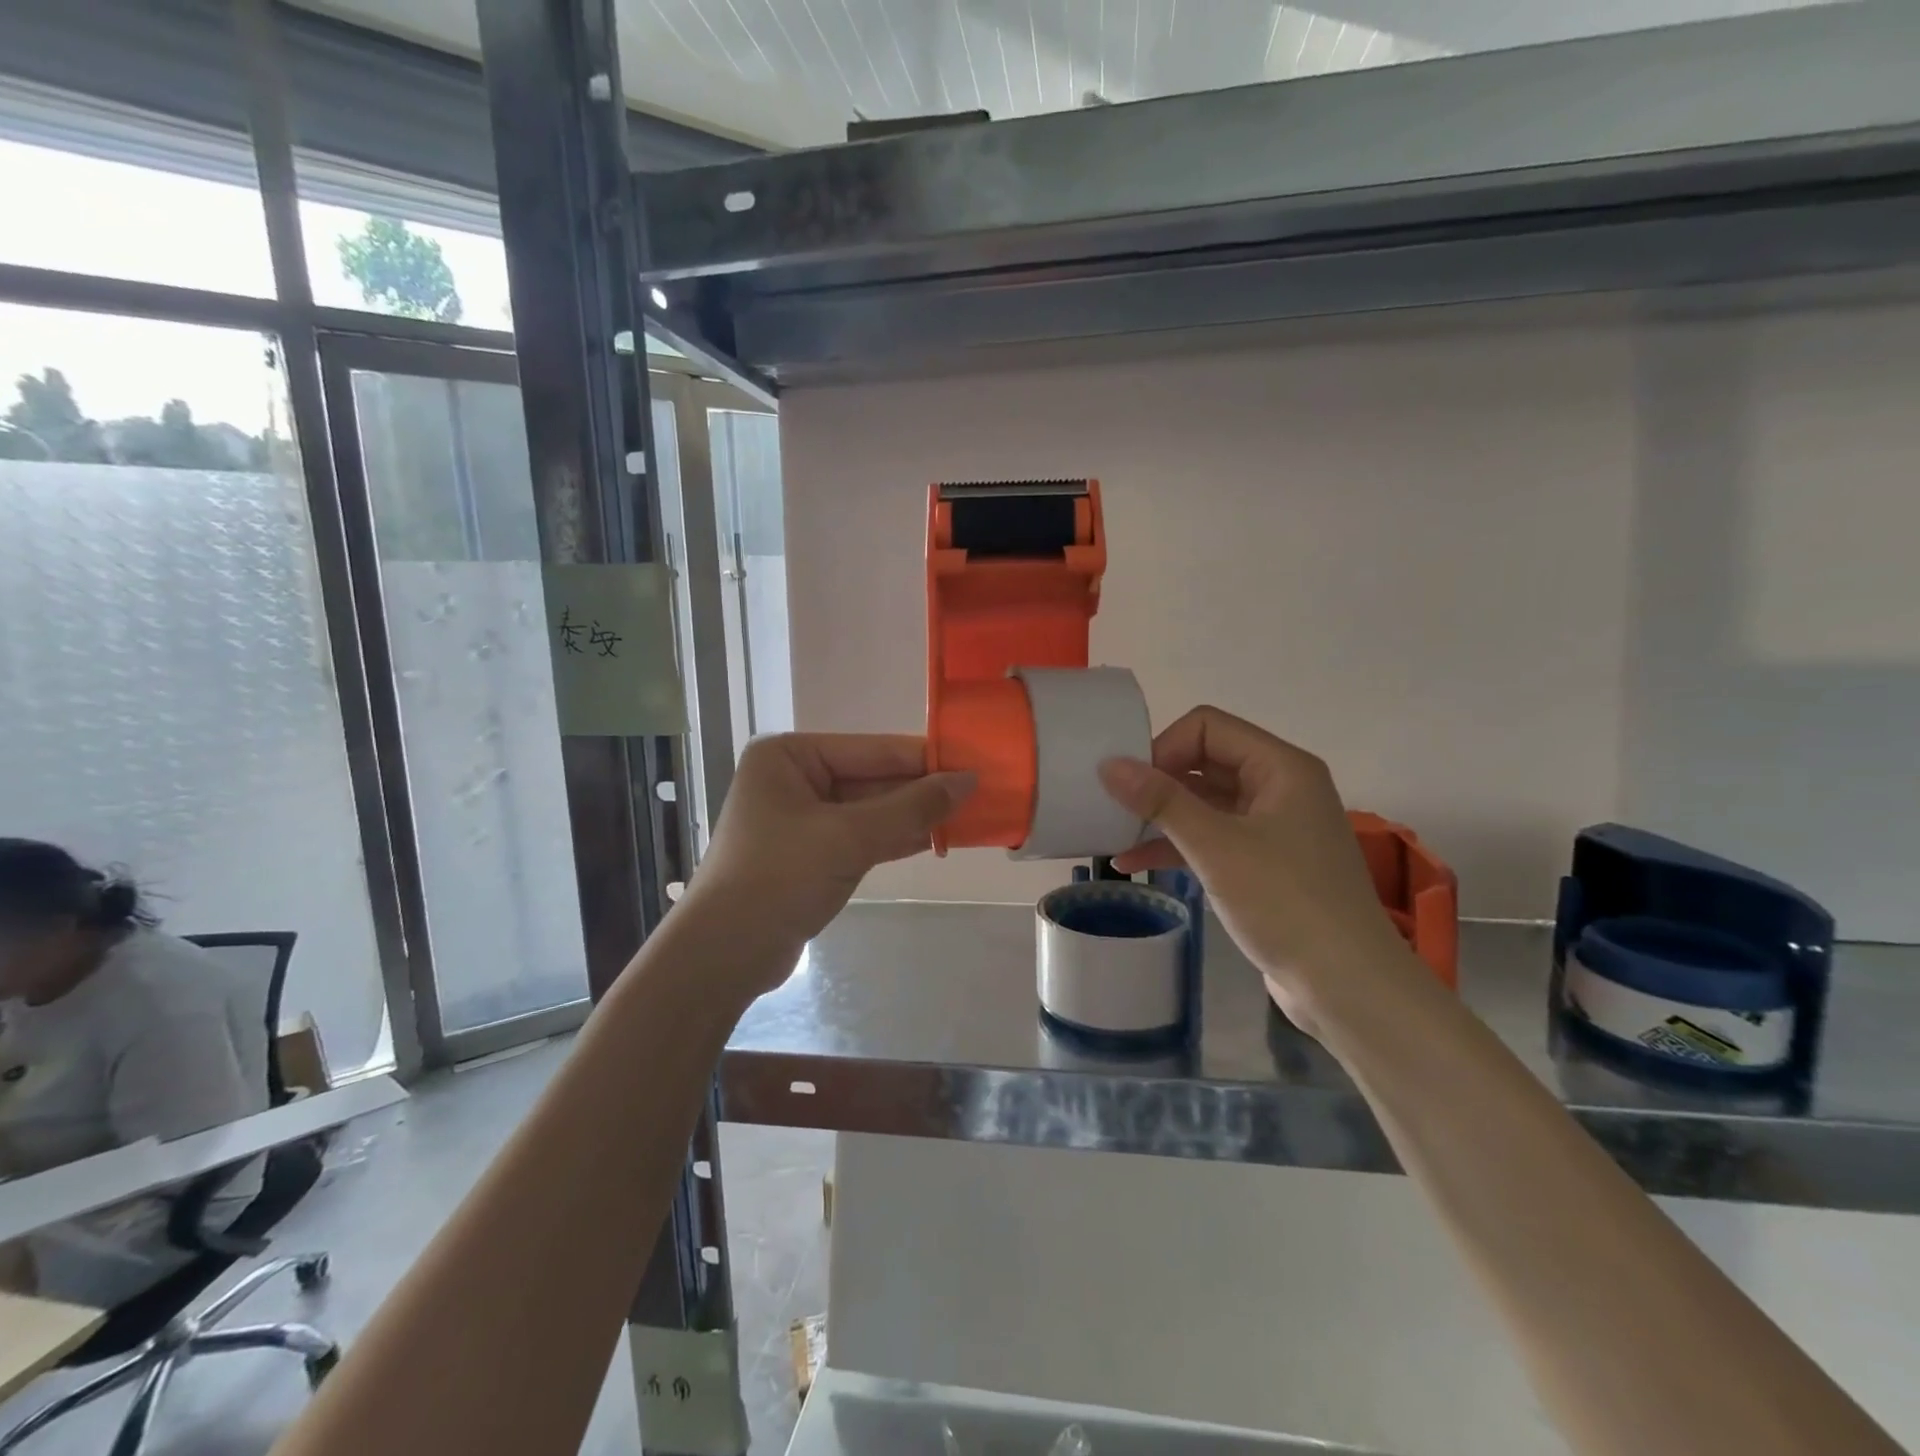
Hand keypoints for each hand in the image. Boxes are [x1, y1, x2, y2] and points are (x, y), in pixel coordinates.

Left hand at [688, 734, 973, 968]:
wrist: (723, 955)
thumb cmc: (778, 878)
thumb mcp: (848, 837)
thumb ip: (910, 808)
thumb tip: (968, 780)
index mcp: (789, 756)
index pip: (872, 750)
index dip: (924, 759)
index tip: (974, 763)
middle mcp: (793, 779)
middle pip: (872, 779)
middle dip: (921, 791)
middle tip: (978, 794)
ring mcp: (801, 818)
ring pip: (870, 810)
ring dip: (913, 817)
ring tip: (967, 816)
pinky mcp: (810, 854)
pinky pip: (861, 837)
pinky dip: (894, 839)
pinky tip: (935, 839)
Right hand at [1100, 706, 1421, 1028]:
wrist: (1346, 986)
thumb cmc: (1285, 903)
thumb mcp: (1216, 847)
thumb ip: (1161, 801)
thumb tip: (1109, 764)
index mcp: (1280, 767)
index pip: (1207, 728)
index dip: (1163, 747)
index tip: (1128, 784)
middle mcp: (1279, 787)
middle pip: (1204, 762)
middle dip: (1156, 782)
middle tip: (1111, 805)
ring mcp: (1272, 827)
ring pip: (1204, 803)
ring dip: (1160, 817)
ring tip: (1112, 834)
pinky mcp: (1264, 864)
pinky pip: (1211, 838)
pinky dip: (1175, 846)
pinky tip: (1132, 864)